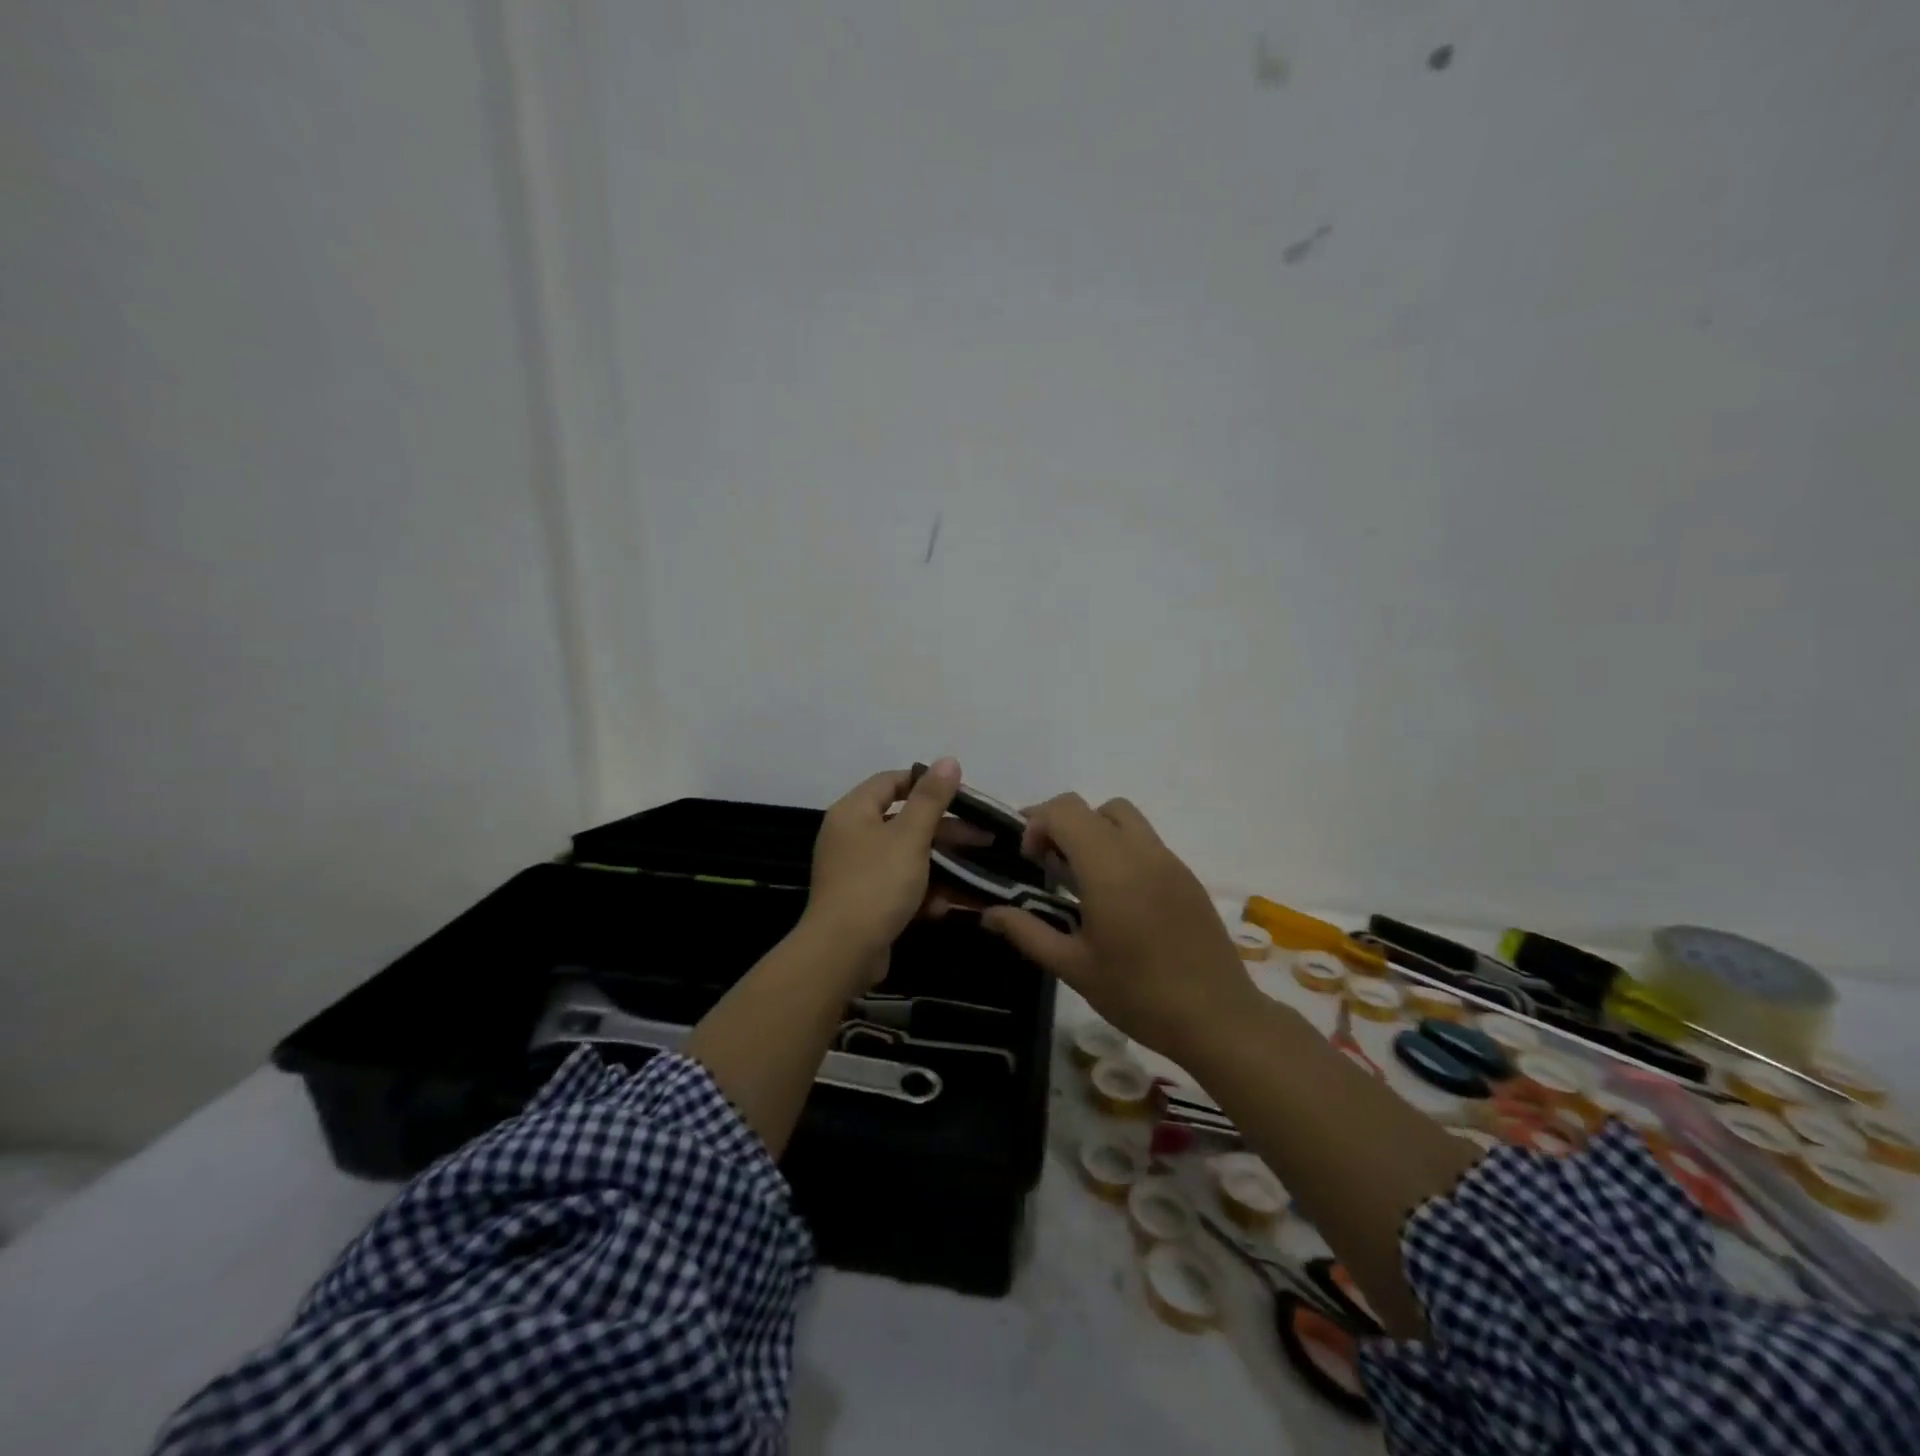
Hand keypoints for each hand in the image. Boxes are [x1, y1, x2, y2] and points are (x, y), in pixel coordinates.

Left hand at [802, 759, 961, 980]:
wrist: (843, 952)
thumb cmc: (877, 883)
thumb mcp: (910, 836)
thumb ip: (931, 798)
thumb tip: (949, 760)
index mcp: (853, 811)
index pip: (891, 781)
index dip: (926, 783)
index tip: (962, 794)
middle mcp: (851, 836)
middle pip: (904, 821)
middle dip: (945, 831)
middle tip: (984, 837)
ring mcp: (856, 871)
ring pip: (907, 857)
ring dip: (941, 865)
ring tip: (977, 873)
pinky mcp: (865, 902)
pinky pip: (899, 886)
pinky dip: (923, 892)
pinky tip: (946, 905)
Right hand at [982, 794, 1257, 1058]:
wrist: (1218, 1018)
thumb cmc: (1139, 994)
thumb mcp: (1074, 967)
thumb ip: (1028, 932)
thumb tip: (989, 913)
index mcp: (1110, 867)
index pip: (1066, 810)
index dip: (1038, 823)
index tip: (1030, 861)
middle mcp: (1141, 852)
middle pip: (1095, 807)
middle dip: (1064, 825)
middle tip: (1051, 866)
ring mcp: (1170, 862)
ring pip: (1125, 819)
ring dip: (1096, 833)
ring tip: (1083, 880)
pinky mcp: (1187, 877)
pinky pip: (1147, 843)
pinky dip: (1122, 851)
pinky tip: (1118, 899)